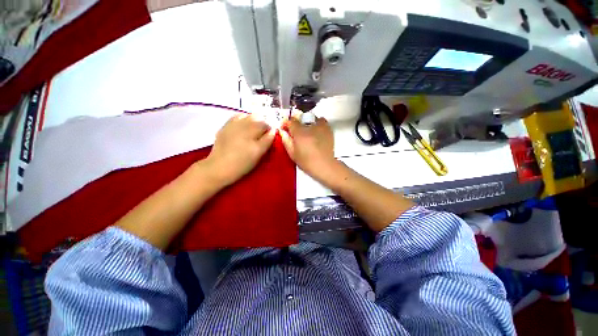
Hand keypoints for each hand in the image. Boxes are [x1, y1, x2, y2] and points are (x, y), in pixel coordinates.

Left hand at [205, 113, 275, 185]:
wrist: (219, 167)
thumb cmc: (242, 163)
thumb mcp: (258, 154)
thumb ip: (267, 141)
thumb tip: (273, 131)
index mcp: (252, 132)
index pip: (266, 125)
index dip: (270, 130)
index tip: (270, 136)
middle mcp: (243, 125)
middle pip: (257, 118)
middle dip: (262, 124)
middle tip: (263, 134)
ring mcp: (233, 124)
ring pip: (247, 115)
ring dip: (253, 120)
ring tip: (254, 130)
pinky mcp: (225, 126)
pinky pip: (237, 117)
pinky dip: (243, 119)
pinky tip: (244, 126)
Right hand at [280, 112, 337, 180]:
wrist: (324, 165)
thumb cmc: (307, 162)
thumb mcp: (292, 153)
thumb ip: (286, 141)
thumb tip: (282, 132)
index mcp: (300, 132)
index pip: (290, 120)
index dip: (286, 123)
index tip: (284, 128)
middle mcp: (310, 126)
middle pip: (301, 117)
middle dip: (296, 123)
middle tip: (295, 131)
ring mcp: (321, 127)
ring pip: (311, 118)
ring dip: (307, 122)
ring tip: (307, 131)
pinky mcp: (328, 130)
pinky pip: (322, 121)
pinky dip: (317, 124)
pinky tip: (316, 132)